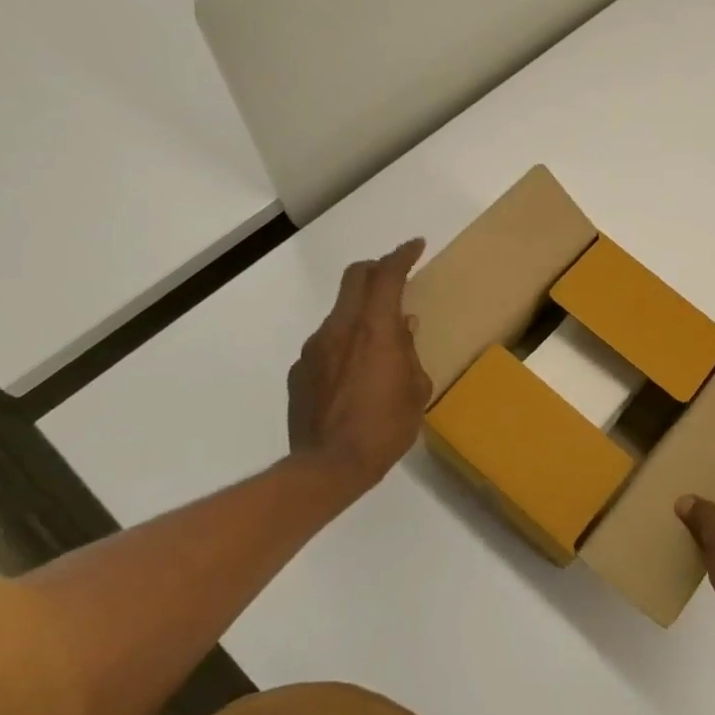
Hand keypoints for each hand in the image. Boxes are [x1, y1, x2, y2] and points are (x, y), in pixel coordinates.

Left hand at [286, 239, 432, 509]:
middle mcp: (340, 329)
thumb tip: (405, 326)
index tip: (415, 246)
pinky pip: (326, 344)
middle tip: (394, 276)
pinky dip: (343, 344)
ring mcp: (314, 349)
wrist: (327, 468)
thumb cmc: (385, 428)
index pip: (387, 275)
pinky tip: (353, 374)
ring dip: (360, 312)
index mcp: (375, 330)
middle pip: (354, 278)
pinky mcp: (299, 371)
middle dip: (376, 269)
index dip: (402, 255)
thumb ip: (409, 352)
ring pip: (340, 312)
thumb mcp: (415, 390)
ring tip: (378, 341)